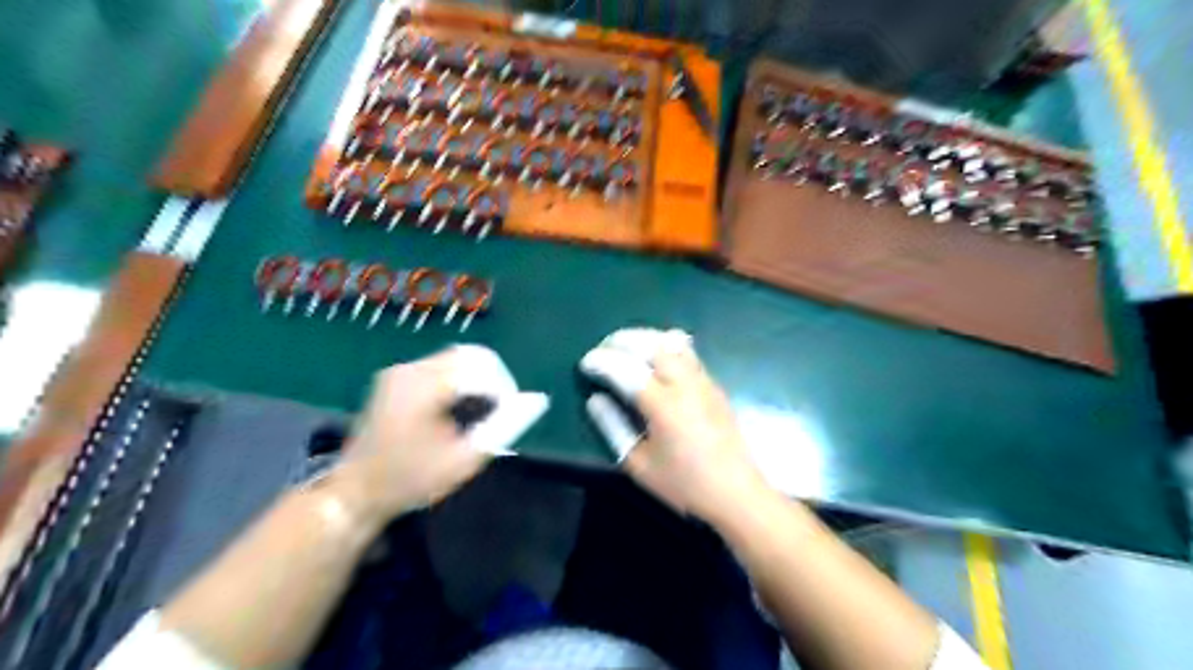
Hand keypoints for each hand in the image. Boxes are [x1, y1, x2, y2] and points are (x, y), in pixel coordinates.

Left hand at [336, 344, 498, 522]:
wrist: (355, 492)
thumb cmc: (411, 480)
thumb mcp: (465, 459)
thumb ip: (504, 426)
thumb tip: (536, 400)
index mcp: (426, 385)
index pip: (483, 365)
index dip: (503, 387)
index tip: (505, 416)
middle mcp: (410, 368)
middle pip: (469, 355)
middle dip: (491, 380)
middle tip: (494, 413)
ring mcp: (399, 371)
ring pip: (454, 359)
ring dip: (474, 380)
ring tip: (475, 414)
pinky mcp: (393, 378)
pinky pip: (437, 367)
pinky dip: (456, 381)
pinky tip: (454, 410)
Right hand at [581, 329, 769, 522]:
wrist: (735, 492)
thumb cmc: (683, 484)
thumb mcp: (638, 464)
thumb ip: (613, 427)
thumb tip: (595, 399)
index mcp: (663, 405)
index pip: (626, 369)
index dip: (601, 361)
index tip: (585, 363)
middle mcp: (684, 384)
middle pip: (650, 344)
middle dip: (621, 340)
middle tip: (603, 350)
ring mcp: (702, 380)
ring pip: (671, 342)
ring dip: (644, 338)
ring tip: (626, 348)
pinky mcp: (713, 384)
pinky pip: (687, 351)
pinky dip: (664, 345)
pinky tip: (654, 359)